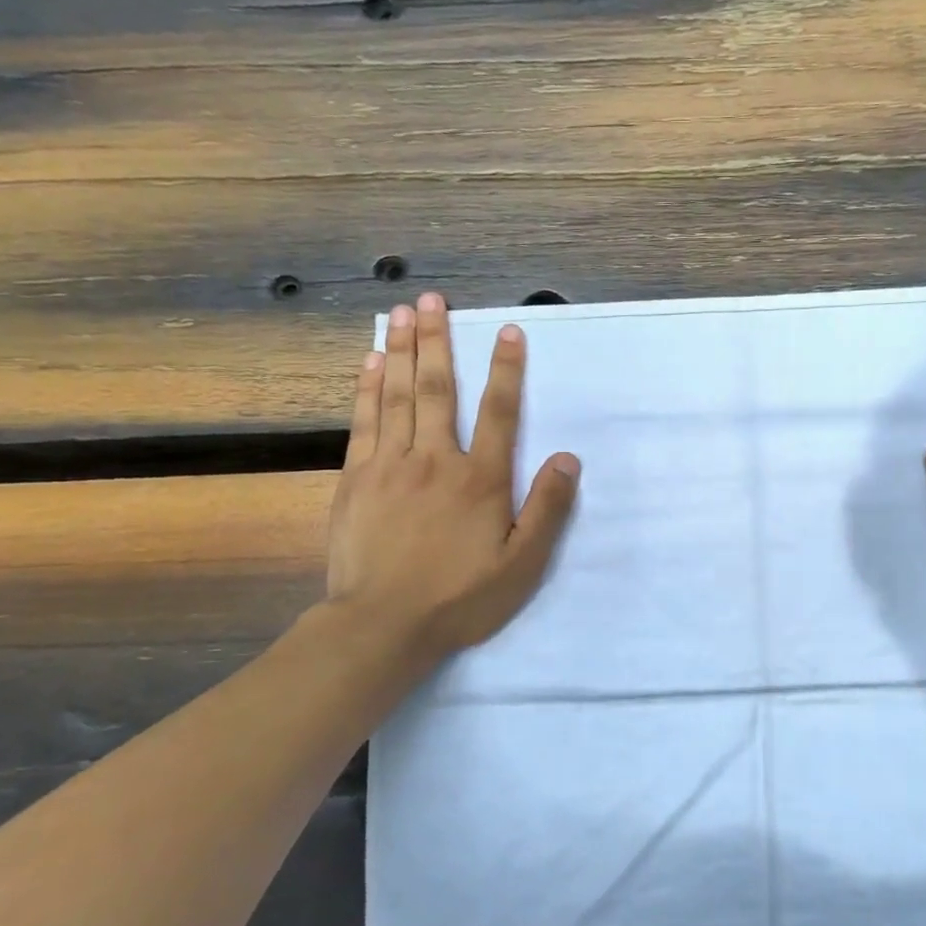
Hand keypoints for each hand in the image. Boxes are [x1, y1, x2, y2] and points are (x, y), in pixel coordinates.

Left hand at [326, 293, 579, 666]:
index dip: (506, 369)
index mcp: (480, 479)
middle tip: (432, 299)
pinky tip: (370, 362)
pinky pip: (364, 422)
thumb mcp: (522, 565)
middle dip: (438, 340)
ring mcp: (390, 466)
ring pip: (397, 396)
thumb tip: (568, 459)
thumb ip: (547, 510)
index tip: (506, 330)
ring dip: (401, 350)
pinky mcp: (357, 479)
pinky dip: (367, 388)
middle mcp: (435, 460)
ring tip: (401, 312)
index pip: (498, 412)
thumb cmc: (461, 598)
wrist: (383, 625)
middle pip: (437, 389)